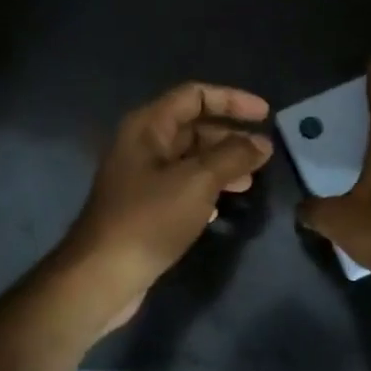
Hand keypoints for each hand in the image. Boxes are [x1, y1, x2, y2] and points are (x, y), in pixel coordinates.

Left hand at [59, 82, 273, 330]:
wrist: (104, 275)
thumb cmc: (150, 219)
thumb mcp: (198, 181)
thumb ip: (233, 156)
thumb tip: (262, 143)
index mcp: (148, 127)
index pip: (195, 96)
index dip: (232, 100)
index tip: (266, 115)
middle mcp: (142, 146)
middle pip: (193, 127)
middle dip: (230, 136)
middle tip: (263, 153)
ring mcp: (142, 178)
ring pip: (190, 159)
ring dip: (222, 164)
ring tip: (251, 180)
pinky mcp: (145, 207)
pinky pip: (183, 186)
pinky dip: (207, 189)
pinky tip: (223, 205)